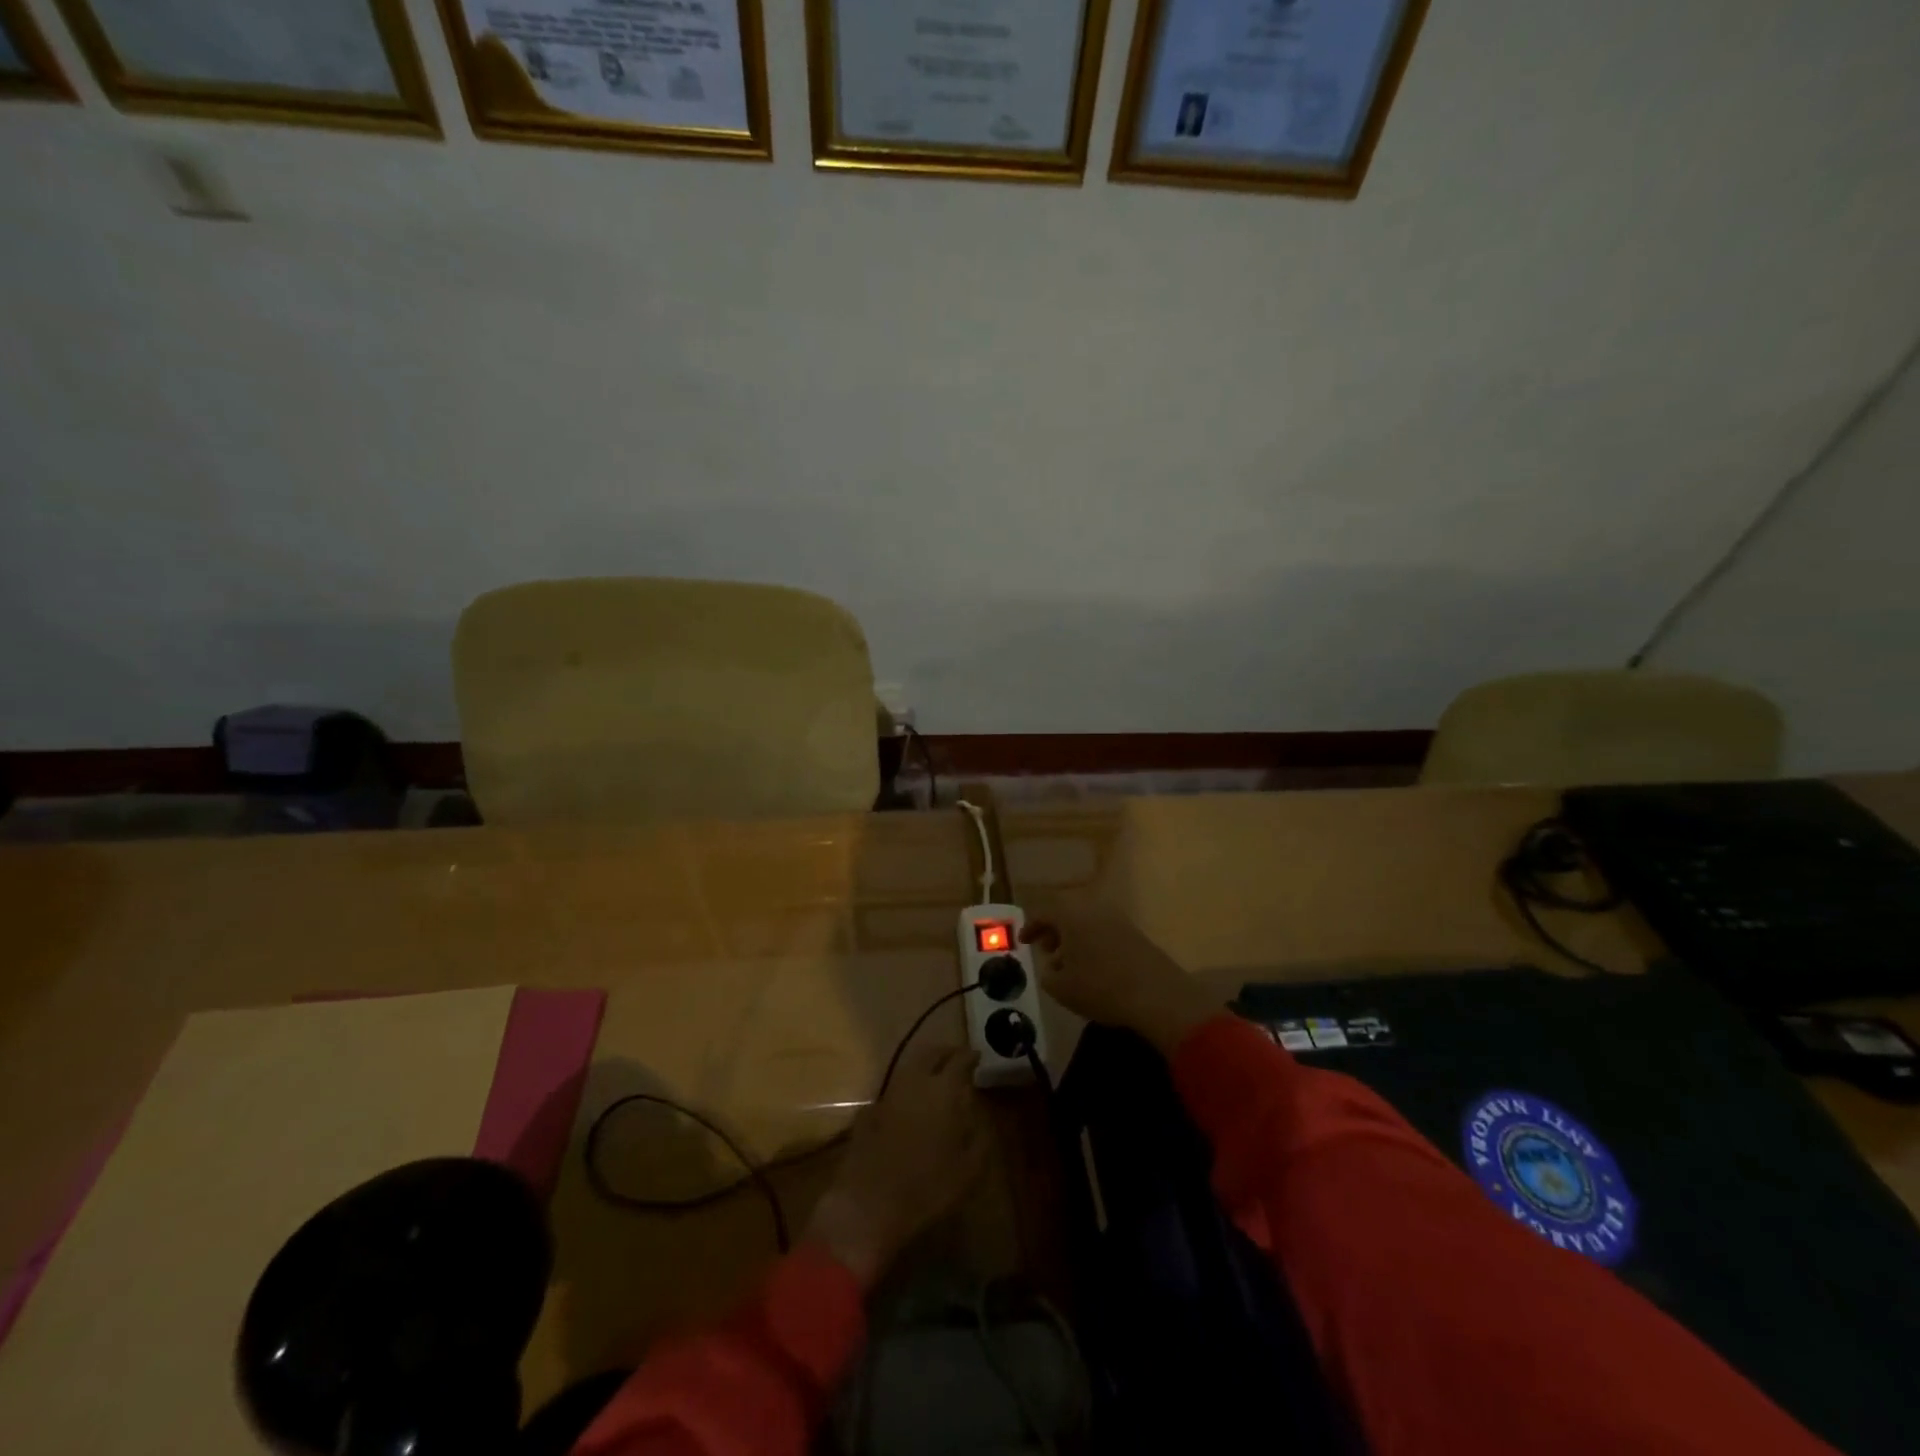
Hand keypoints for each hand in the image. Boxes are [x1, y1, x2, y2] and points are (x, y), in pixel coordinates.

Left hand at [804, 1043, 987, 1286]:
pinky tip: (910, 1105)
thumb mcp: (969, 1168)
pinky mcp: (869, 1111)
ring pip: (910, 1068)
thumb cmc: (928, 1188)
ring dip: (924, 1067)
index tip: (977, 1056)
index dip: (970, 1056)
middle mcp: (914, 1082)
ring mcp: (888, 1094)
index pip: (959, 1060)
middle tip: (956, 1058)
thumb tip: (978, 1113)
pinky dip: (906, 1090)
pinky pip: (894, 1090)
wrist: (869, 1204)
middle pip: (930, 1054)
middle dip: (945, 1053)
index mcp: (943, 1090)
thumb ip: (978, 1135)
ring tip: (936, 1078)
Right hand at [1021, 902, 1222, 1054]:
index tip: (1023, 942)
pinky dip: (1093, 945)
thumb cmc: (1101, 988)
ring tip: (1070, 965)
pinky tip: (1094, 970)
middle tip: (1047, 951)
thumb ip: (1048, 975)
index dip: (1030, 926)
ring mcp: (1119, 921)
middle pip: (1068, 913)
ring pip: (1088, 923)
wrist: (1157, 996)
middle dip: (1054, 931)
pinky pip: (1105, 932)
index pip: (1044, 912)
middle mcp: (1094, 910)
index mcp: (1072, 916)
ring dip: (1075, 940)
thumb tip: (1051, 968)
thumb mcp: (1062, 989)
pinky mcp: (1137, 935)